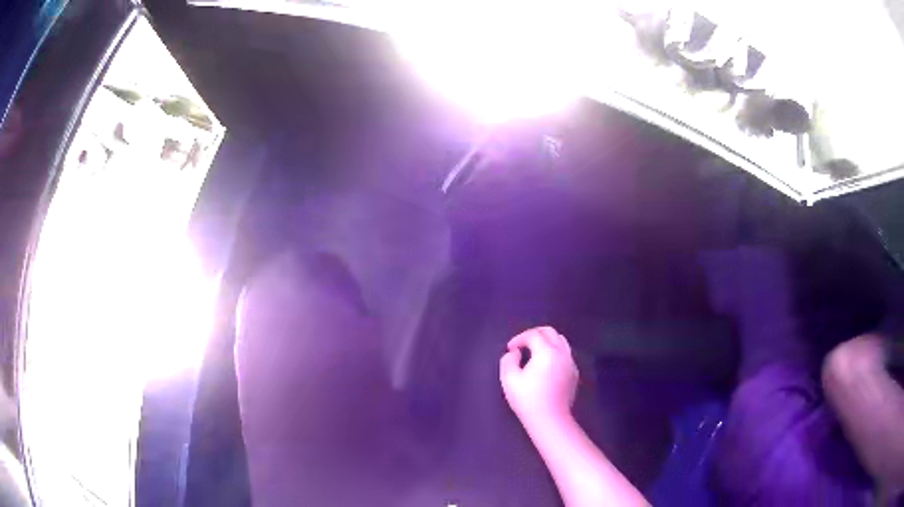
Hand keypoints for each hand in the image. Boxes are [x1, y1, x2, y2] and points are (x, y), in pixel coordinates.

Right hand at [500, 327, 578, 429]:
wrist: (550, 419)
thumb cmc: (528, 399)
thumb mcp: (509, 380)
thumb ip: (508, 360)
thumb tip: (516, 353)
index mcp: (547, 352)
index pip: (533, 335)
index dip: (519, 338)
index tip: (510, 349)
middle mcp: (562, 353)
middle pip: (550, 332)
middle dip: (534, 334)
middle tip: (522, 344)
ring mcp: (571, 363)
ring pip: (560, 341)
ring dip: (546, 341)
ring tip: (534, 352)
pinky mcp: (574, 373)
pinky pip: (565, 353)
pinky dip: (554, 352)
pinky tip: (545, 365)